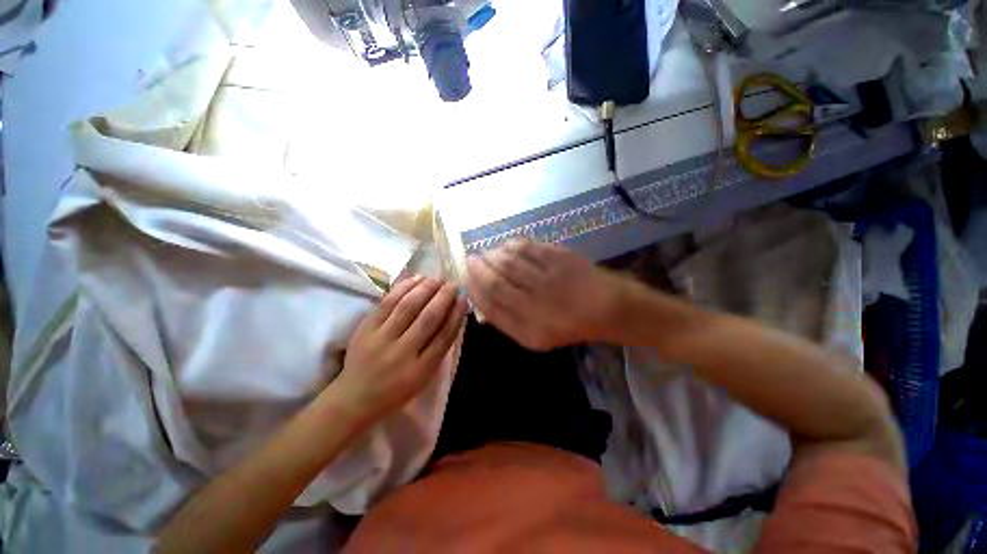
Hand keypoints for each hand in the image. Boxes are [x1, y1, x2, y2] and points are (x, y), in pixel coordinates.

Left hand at [335, 276, 466, 419]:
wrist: (354, 398)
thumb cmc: (396, 390)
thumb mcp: (423, 377)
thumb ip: (438, 349)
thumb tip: (453, 316)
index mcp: (420, 370)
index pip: (444, 337)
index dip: (456, 315)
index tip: (463, 299)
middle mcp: (402, 353)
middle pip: (428, 318)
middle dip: (444, 297)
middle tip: (453, 284)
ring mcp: (381, 340)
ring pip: (408, 307)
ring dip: (425, 289)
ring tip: (436, 278)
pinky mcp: (365, 329)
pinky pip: (386, 303)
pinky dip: (403, 288)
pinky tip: (415, 279)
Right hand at [466, 240, 622, 350]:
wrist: (605, 307)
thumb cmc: (566, 324)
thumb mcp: (534, 336)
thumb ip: (505, 319)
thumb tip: (480, 296)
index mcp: (528, 328)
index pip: (490, 304)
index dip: (473, 288)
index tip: (466, 277)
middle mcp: (536, 304)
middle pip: (495, 280)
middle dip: (478, 268)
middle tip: (471, 260)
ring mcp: (548, 278)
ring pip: (508, 260)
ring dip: (491, 254)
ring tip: (487, 254)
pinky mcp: (559, 257)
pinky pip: (526, 246)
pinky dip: (510, 245)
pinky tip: (506, 247)